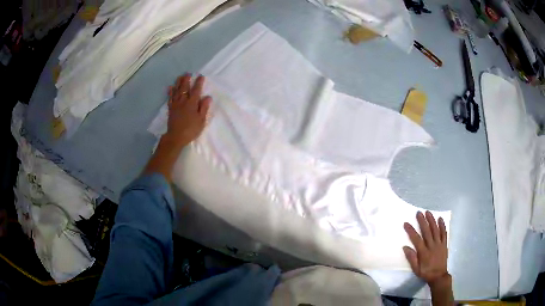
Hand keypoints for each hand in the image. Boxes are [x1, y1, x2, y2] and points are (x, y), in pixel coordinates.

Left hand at [143, 74, 210, 181]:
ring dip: (178, 83)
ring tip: (180, 76)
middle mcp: (183, 101)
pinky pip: (170, 98)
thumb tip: (208, 97)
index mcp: (192, 103)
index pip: (196, 90)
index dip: (199, 82)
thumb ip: (204, 108)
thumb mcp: (201, 120)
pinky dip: (170, 92)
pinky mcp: (171, 108)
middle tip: (188, 73)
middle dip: (187, 80)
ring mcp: (176, 104)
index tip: (201, 76)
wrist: (176, 137)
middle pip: (185, 88)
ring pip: (177, 91)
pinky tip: (170, 87)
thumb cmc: (191, 129)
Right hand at [403, 211, 448, 286]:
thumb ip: (411, 258)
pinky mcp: (444, 244)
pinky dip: (442, 225)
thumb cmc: (426, 272)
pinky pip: (444, 233)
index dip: (411, 231)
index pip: (416, 239)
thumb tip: (405, 247)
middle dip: (422, 221)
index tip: (406, 223)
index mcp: (424, 252)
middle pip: (427, 231)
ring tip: (428, 212)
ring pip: (435, 230)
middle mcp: (432, 246)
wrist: (439, 276)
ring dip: (432, 220)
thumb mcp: (416, 269)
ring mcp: (439, 244)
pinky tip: (440, 219)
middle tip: (418, 213)